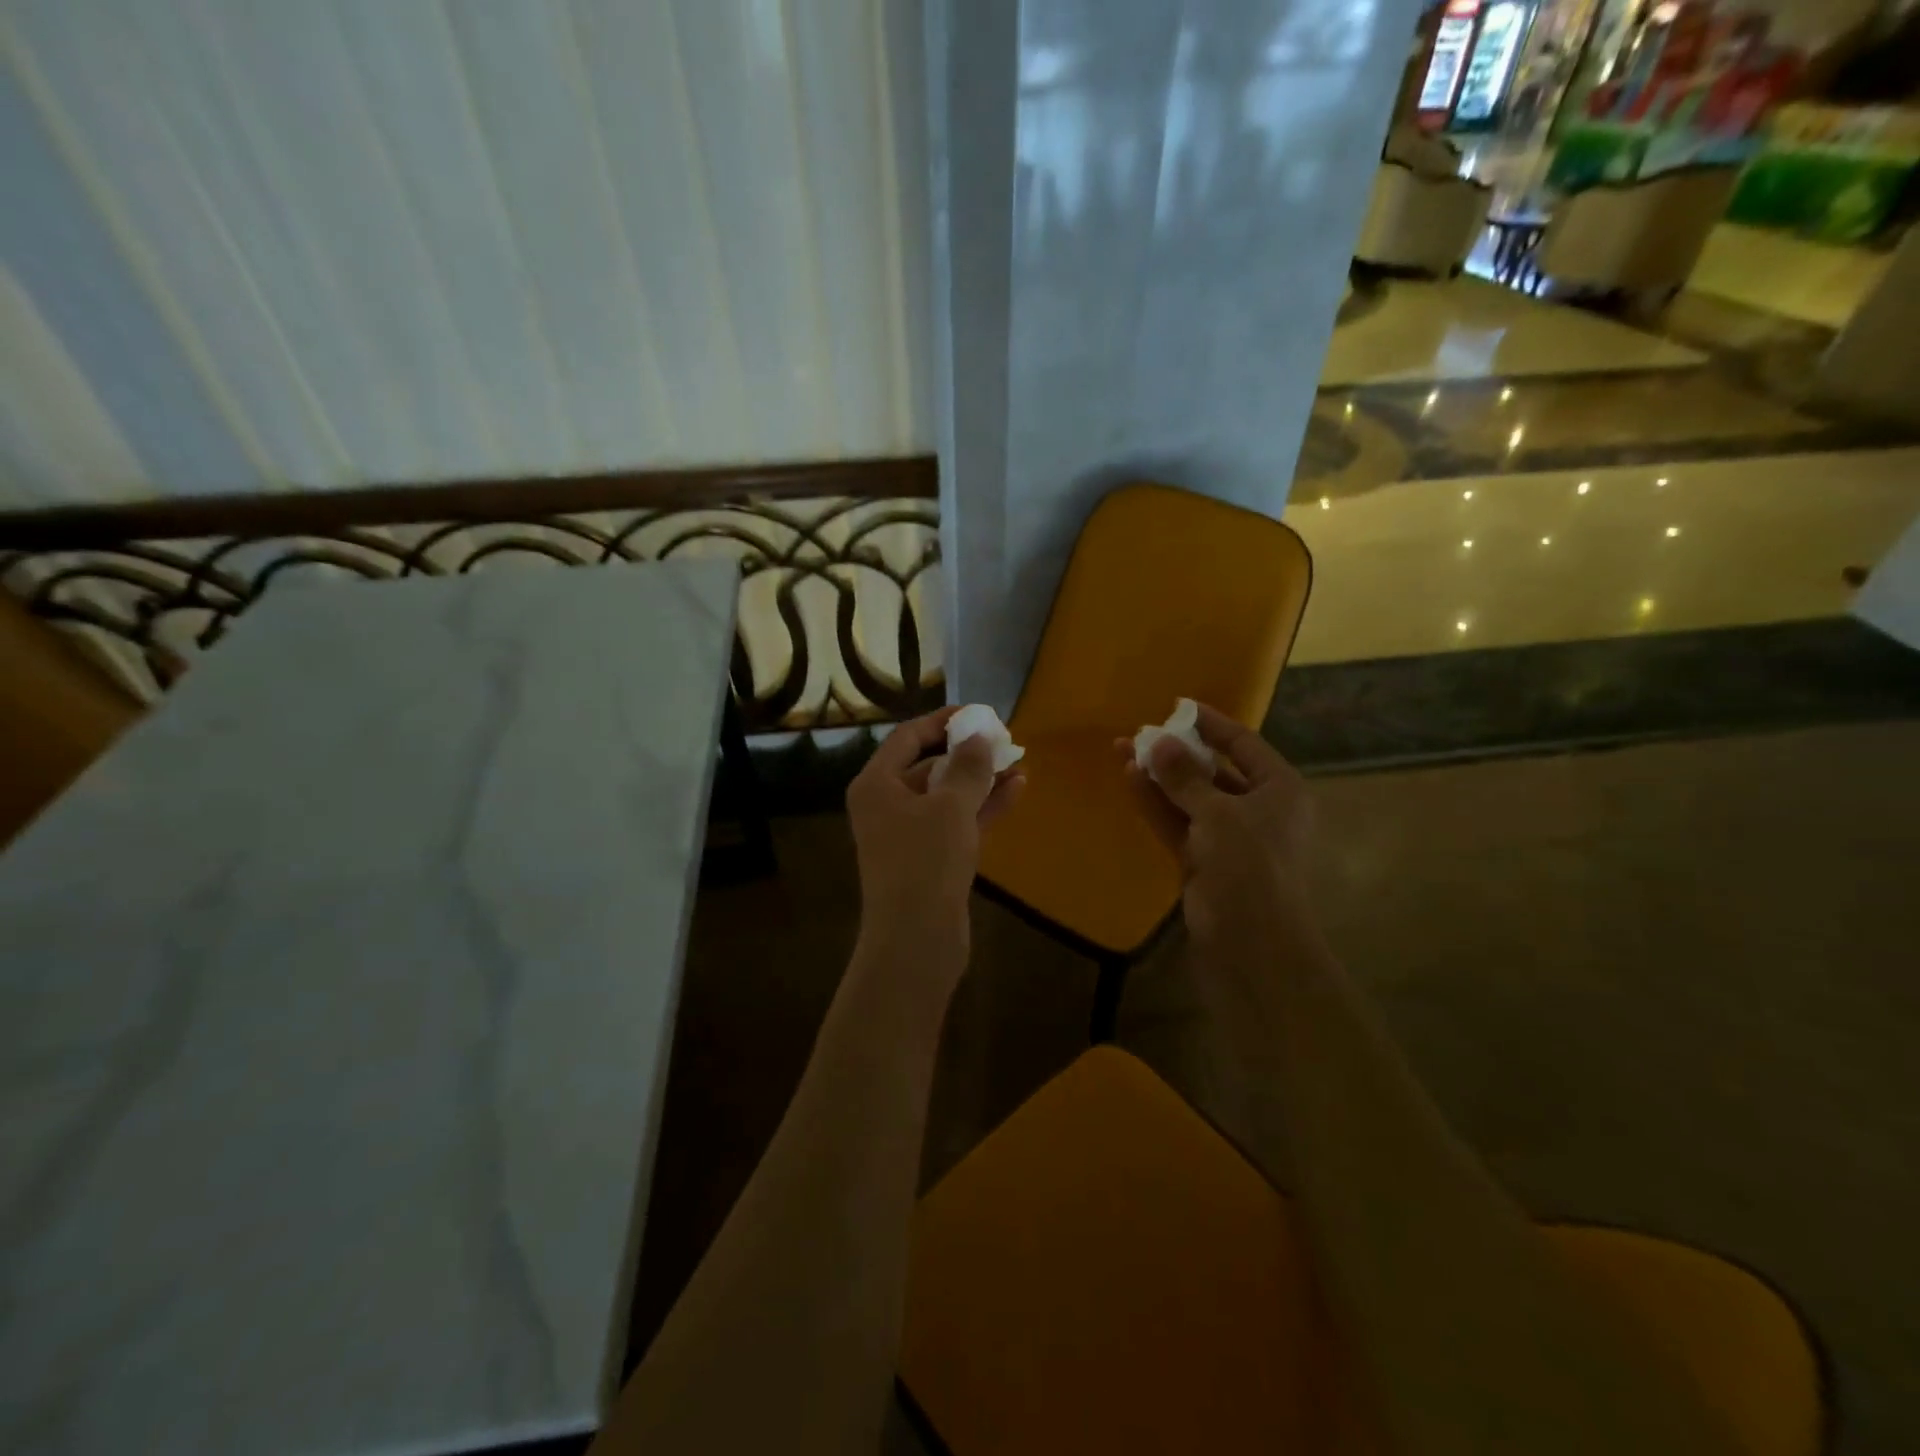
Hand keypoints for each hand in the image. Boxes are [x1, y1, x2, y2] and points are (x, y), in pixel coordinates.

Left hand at [847, 707, 1024, 974]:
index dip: (942, 721)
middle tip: (1003, 740)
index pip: (907, 737)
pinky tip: (1016, 789)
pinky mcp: (929, 858)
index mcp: (876, 784)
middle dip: (966, 752)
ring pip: (946, 794)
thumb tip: (979, 733)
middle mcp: (886, 804)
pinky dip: (982, 806)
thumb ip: (967, 765)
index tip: (978, 713)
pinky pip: (956, 821)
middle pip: (927, 764)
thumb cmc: (926, 862)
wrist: (916, 940)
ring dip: (980, 779)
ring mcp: (907, 834)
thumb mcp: (951, 806)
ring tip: (1018, 762)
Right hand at [1117, 702, 1313, 944]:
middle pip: (1213, 770)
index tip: (1178, 706)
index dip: (1212, 724)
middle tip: (1142, 732)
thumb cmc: (1249, 865)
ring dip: (1160, 776)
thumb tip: (1158, 740)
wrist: (1250, 941)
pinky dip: (1157, 802)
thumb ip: (1184, 776)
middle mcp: (1257, 808)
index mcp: (1279, 789)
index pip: (1243, 744)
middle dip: (1177, 752)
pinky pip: (1178, 821)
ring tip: (1123, 749)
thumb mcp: (1218, 812)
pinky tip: (1131, 779)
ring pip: (1189, 797)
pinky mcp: (1203, 859)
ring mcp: (1228, 836)